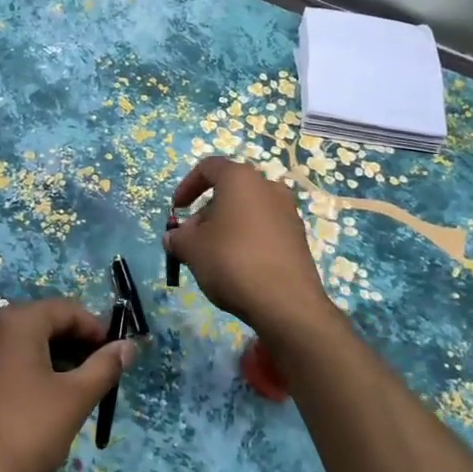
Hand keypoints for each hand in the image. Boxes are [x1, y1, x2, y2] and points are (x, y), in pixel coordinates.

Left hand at [0, 298, 135, 471]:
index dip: (97, 332)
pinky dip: (36, 371)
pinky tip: (49, 403)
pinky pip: (12, 359)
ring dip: (59, 360)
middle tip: (100, 380)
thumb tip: (129, 346)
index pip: (69, 310)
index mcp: (17, 320)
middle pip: (48, 322)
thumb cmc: (25, 434)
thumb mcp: (74, 399)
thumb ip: (105, 367)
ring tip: (78, 395)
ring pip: (31, 342)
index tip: (117, 360)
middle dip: (78, 346)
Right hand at [165, 155, 339, 343]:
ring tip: (212, 256)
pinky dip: (246, 239)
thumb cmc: (232, 261)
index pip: (208, 167)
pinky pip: (264, 229)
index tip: (176, 210)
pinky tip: (237, 267)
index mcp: (241, 178)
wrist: (287, 303)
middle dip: (205, 213)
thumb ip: (178, 237)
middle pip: (229, 191)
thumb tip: (174, 237)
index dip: (187, 185)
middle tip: (191, 240)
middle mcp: (268, 187)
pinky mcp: (298, 238)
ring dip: (225, 227)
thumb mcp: (192, 249)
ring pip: (247, 211)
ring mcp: (288, 212)